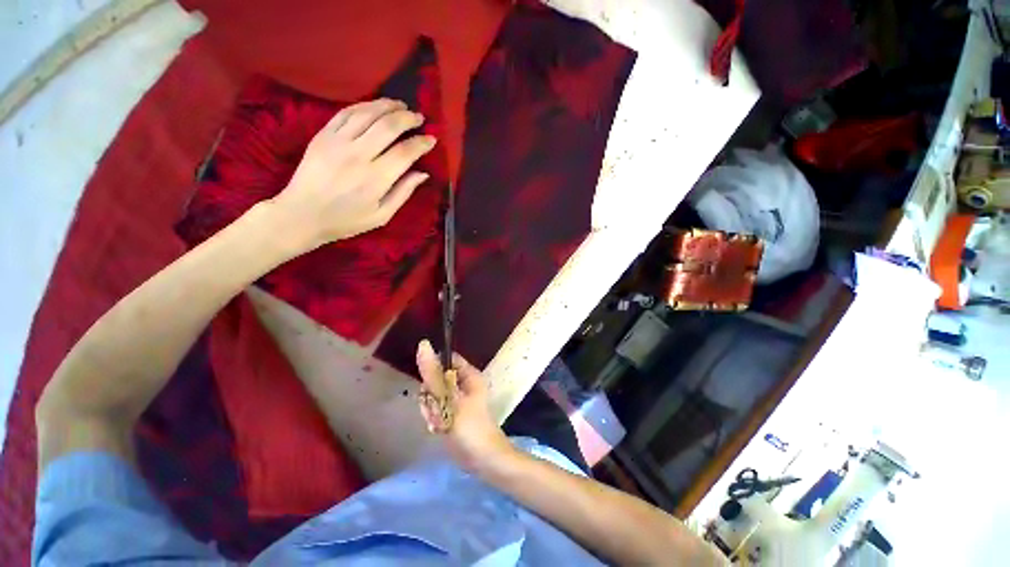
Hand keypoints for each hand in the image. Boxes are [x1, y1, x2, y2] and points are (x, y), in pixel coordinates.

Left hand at [270, 98, 436, 248]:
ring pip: (367, 114)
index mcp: (375, 179)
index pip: (404, 153)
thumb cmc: (347, 220)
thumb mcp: (382, 215)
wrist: (302, 214)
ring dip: (387, 106)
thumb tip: (423, 173)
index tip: (431, 139)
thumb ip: (403, 193)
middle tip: (419, 117)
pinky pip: (346, 113)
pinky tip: (375, 106)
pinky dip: (364, 106)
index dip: (421, 143)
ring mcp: (337, 142)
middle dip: (407, 119)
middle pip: (388, 127)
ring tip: (401, 105)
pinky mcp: (323, 135)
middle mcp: (358, 155)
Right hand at [416, 340, 514, 472]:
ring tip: (441, 422)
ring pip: (432, 396)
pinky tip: (440, 429)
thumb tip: (423, 344)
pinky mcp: (451, 413)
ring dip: (431, 410)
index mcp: (468, 374)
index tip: (430, 386)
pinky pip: (435, 410)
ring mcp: (456, 399)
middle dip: (431, 397)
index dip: (433, 370)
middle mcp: (462, 383)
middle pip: (435, 379)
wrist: (482, 460)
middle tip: (437, 410)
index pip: (444, 360)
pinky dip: (434, 419)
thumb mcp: (449, 399)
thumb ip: (433, 374)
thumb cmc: (470, 427)